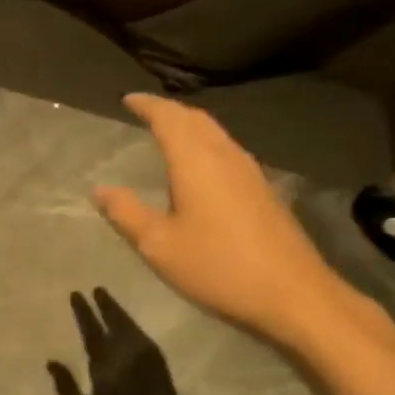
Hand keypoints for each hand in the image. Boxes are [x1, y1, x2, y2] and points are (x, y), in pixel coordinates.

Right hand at [50, 289, 210, 394]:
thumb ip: (68, 389)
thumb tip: (52, 361)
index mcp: (109, 371)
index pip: (93, 333)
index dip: (84, 313)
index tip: (76, 294)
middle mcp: (132, 362)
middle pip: (118, 326)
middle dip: (106, 307)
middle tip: (96, 289)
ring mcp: (152, 369)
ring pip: (134, 332)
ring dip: (122, 316)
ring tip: (109, 303)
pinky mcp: (164, 378)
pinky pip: (147, 344)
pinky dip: (136, 332)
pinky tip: (131, 332)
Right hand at [94, 94, 360, 348]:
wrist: (294, 294)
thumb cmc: (218, 266)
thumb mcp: (159, 245)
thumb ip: (126, 213)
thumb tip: (99, 189)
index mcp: (195, 161)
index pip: (168, 118)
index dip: (147, 105)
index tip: (128, 99)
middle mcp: (224, 155)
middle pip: (195, 118)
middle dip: (168, 110)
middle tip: (145, 112)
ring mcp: (250, 171)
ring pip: (215, 133)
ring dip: (189, 125)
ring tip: (168, 132)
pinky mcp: (263, 190)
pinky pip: (227, 150)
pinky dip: (206, 143)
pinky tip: (201, 165)